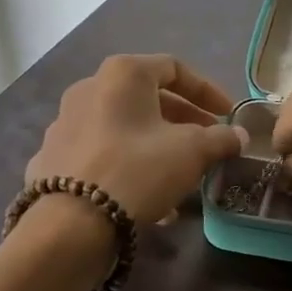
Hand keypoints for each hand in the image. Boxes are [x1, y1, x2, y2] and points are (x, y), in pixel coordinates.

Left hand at [24, 54, 246, 223]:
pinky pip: (102, 152)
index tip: (228, 114)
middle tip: (208, 141)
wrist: (71, 223)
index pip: (174, 68)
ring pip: (124, 127)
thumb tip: (239, 136)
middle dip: (184, 119)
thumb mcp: (193, 151)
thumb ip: (221, 139)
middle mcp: (88, 88)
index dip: (207, 90)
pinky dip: (129, 163)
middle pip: (147, 97)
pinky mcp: (52, 158)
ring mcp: (64, 123)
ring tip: (182, 172)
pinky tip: (148, 194)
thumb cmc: (138, 170)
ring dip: (158, 143)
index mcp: (123, 75)